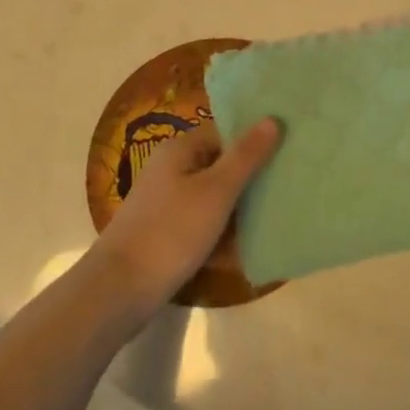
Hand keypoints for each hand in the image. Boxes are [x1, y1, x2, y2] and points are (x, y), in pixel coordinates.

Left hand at [90, 118, 279, 316]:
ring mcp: (168, 203)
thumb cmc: (171, 232)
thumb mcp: (216, 191)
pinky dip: (224, 232)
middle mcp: (172, 170)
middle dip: (252, 177)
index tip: (288, 152)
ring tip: (278, 216)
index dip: (255, 140)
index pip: (225, 132)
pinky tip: (250, 246)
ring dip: (241, 208)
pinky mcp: (168, 233)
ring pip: (215, 197)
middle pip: (221, 165)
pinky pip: (205, 223)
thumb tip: (272, 118)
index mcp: (180, 150)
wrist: (120, 291)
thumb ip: (246, 156)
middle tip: (289, 187)